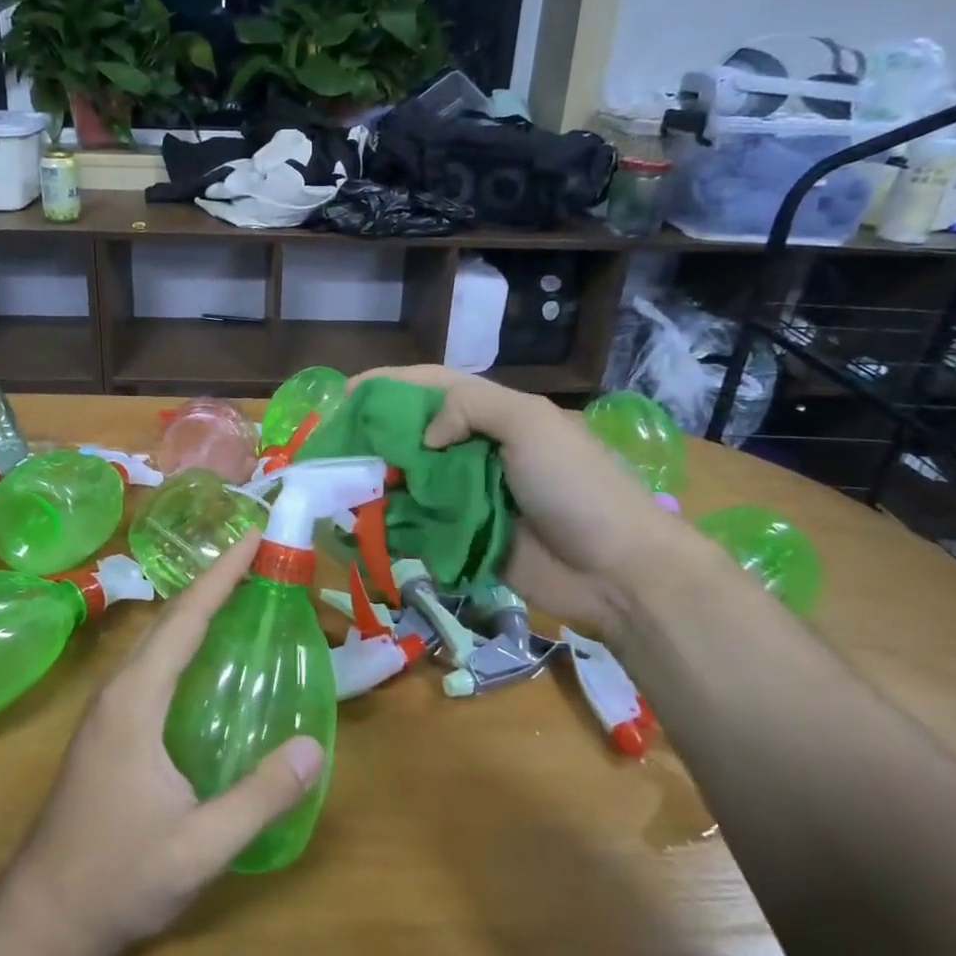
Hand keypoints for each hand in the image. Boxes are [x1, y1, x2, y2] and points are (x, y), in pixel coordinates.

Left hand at [0, 532, 323, 955]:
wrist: (42, 919)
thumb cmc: (117, 878)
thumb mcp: (199, 848)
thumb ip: (258, 798)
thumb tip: (314, 747)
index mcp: (136, 700)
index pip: (185, 619)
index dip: (221, 574)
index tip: (252, 536)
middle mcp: (118, 689)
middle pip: (170, 618)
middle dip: (213, 579)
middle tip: (256, 553)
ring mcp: (108, 707)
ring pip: (157, 638)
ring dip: (196, 606)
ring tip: (238, 589)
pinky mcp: (109, 726)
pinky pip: (152, 662)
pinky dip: (184, 638)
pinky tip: (207, 654)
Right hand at [353, 366, 700, 634]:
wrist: (618, 571)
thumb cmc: (575, 486)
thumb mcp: (530, 424)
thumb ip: (471, 409)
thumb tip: (424, 438)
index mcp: (498, 415)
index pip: (434, 386)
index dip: (390, 384)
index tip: (346, 394)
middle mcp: (480, 450)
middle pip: (417, 433)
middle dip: (377, 435)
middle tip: (337, 445)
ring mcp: (474, 497)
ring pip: (415, 480)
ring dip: (381, 480)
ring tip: (342, 485)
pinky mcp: (469, 538)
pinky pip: (423, 524)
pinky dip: (396, 522)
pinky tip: (365, 524)